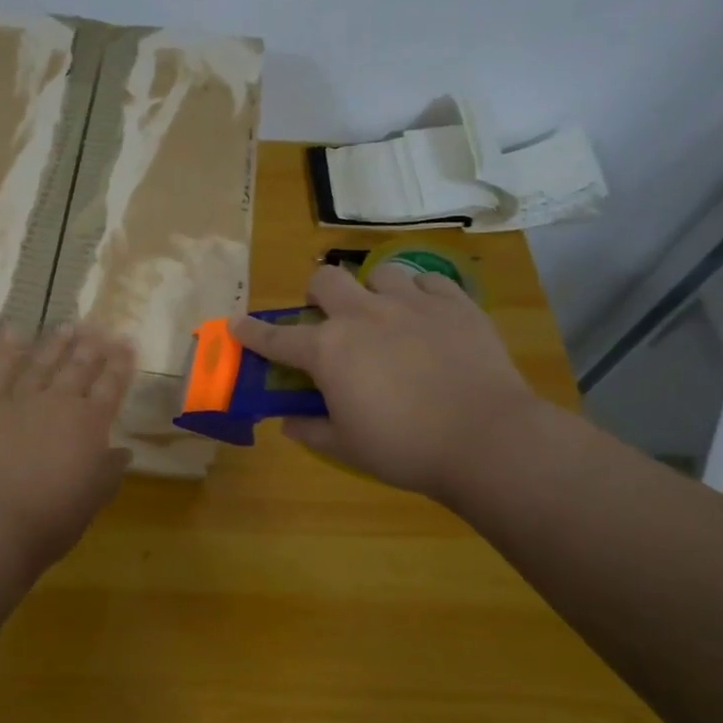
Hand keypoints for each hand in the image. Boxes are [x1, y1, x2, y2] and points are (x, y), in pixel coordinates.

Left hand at [0, 323, 135, 578]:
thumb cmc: (52, 518)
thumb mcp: (93, 499)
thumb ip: (109, 471)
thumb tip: (122, 452)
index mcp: (91, 425)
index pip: (111, 386)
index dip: (120, 364)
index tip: (127, 342)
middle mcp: (60, 403)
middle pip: (79, 368)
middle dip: (91, 347)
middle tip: (99, 326)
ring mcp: (21, 401)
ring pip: (42, 363)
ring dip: (56, 343)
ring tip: (67, 325)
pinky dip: (6, 350)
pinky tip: (12, 331)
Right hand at [230, 264, 542, 500]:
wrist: (487, 439)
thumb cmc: (405, 448)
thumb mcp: (347, 447)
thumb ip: (311, 430)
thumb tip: (288, 423)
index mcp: (329, 350)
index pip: (276, 338)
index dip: (251, 332)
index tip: (235, 324)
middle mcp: (363, 315)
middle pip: (325, 280)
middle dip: (318, 294)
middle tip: (330, 319)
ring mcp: (411, 304)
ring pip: (379, 273)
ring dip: (373, 292)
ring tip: (386, 315)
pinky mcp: (455, 303)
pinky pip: (429, 282)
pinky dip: (421, 295)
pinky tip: (427, 316)